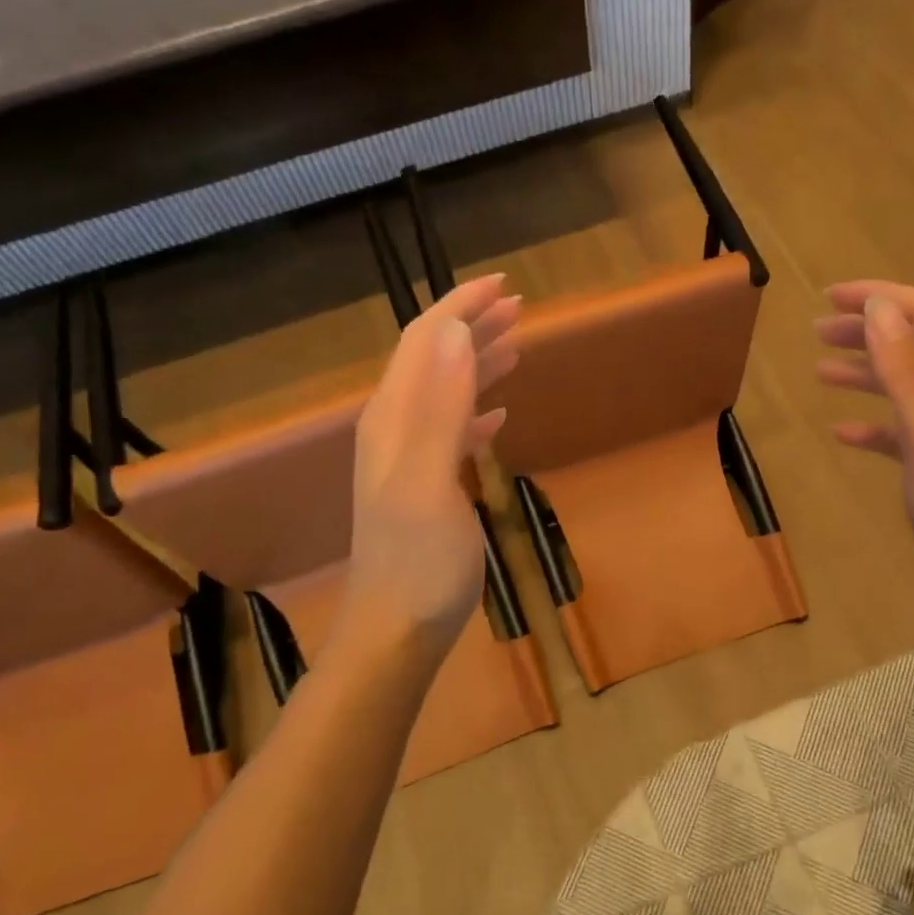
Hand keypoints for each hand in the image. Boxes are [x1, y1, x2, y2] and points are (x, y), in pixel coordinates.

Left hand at [341, 274, 520, 658]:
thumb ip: (438, 406)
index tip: (504, 285)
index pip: (424, 342)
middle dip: (471, 327)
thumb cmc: (419, 561)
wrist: (396, 629)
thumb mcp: (428, 480)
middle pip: (432, 360)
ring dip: (475, 362)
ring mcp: (409, 458)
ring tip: (515, 344)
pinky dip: (475, 410)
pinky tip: (497, 415)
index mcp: (394, 419)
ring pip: (442, 392)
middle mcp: (395, 428)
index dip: (459, 308)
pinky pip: (450, 430)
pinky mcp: (426, 485)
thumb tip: (453, 332)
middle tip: (519, 307)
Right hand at [815, 280, 913, 624]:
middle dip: (866, 329)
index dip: (880, 297)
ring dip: (863, 370)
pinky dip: (870, 422)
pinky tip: (841, 432)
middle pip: (912, 342)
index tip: (831, 297)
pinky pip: (899, 430)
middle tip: (818, 330)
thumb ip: (908, 368)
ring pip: (903, 384)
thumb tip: (880, 308)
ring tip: (820, 369)